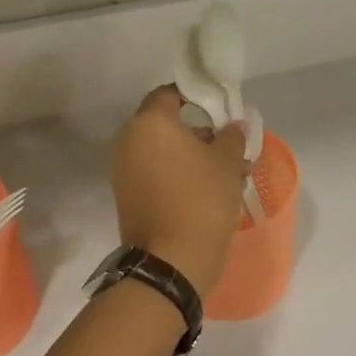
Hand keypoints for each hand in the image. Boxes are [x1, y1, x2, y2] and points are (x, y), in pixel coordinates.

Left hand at [111, 86, 249, 291]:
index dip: (197, 97)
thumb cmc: (201, 200)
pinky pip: (155, 173)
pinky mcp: (127, 196)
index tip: (221, 111)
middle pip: (167, 125)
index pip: (170, 94)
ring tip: (228, 174)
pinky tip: (209, 191)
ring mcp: (123, 170)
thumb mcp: (227, 162)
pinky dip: (178, 175)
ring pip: (163, 152)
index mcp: (149, 123)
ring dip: (192, 157)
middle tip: (230, 147)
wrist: (171, 261)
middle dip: (200, 133)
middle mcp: (128, 140)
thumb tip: (232, 126)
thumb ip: (231, 136)